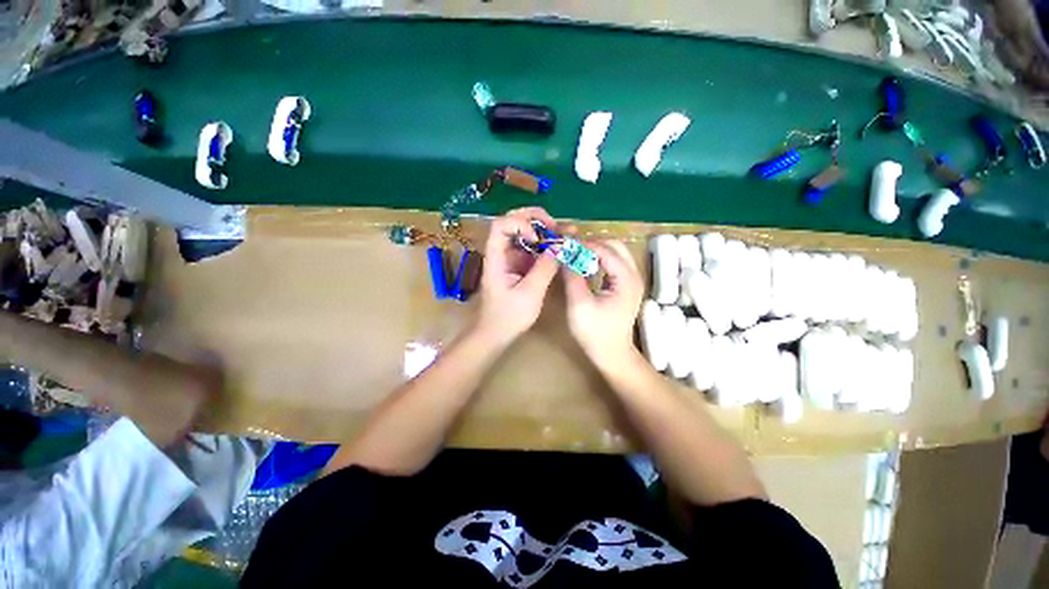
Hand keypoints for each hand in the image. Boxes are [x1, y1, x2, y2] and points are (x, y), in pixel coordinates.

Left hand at [475, 207, 559, 346]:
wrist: (495, 334)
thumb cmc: (508, 317)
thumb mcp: (530, 294)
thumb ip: (545, 269)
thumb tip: (560, 247)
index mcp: (496, 257)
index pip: (501, 225)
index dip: (521, 223)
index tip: (537, 238)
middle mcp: (501, 252)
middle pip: (513, 221)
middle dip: (536, 219)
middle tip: (556, 226)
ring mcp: (509, 258)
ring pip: (524, 233)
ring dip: (544, 230)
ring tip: (565, 232)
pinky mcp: (518, 266)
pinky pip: (531, 249)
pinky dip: (545, 246)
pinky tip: (560, 247)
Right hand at [563, 240, 644, 367]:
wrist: (612, 354)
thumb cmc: (595, 332)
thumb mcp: (579, 304)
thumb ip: (572, 276)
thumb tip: (564, 254)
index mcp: (626, 279)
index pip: (606, 250)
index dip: (584, 244)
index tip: (564, 243)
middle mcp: (634, 275)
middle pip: (615, 246)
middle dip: (592, 243)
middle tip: (571, 248)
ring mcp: (632, 281)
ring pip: (616, 253)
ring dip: (596, 250)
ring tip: (575, 254)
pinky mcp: (626, 286)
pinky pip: (614, 264)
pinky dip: (600, 260)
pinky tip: (586, 266)